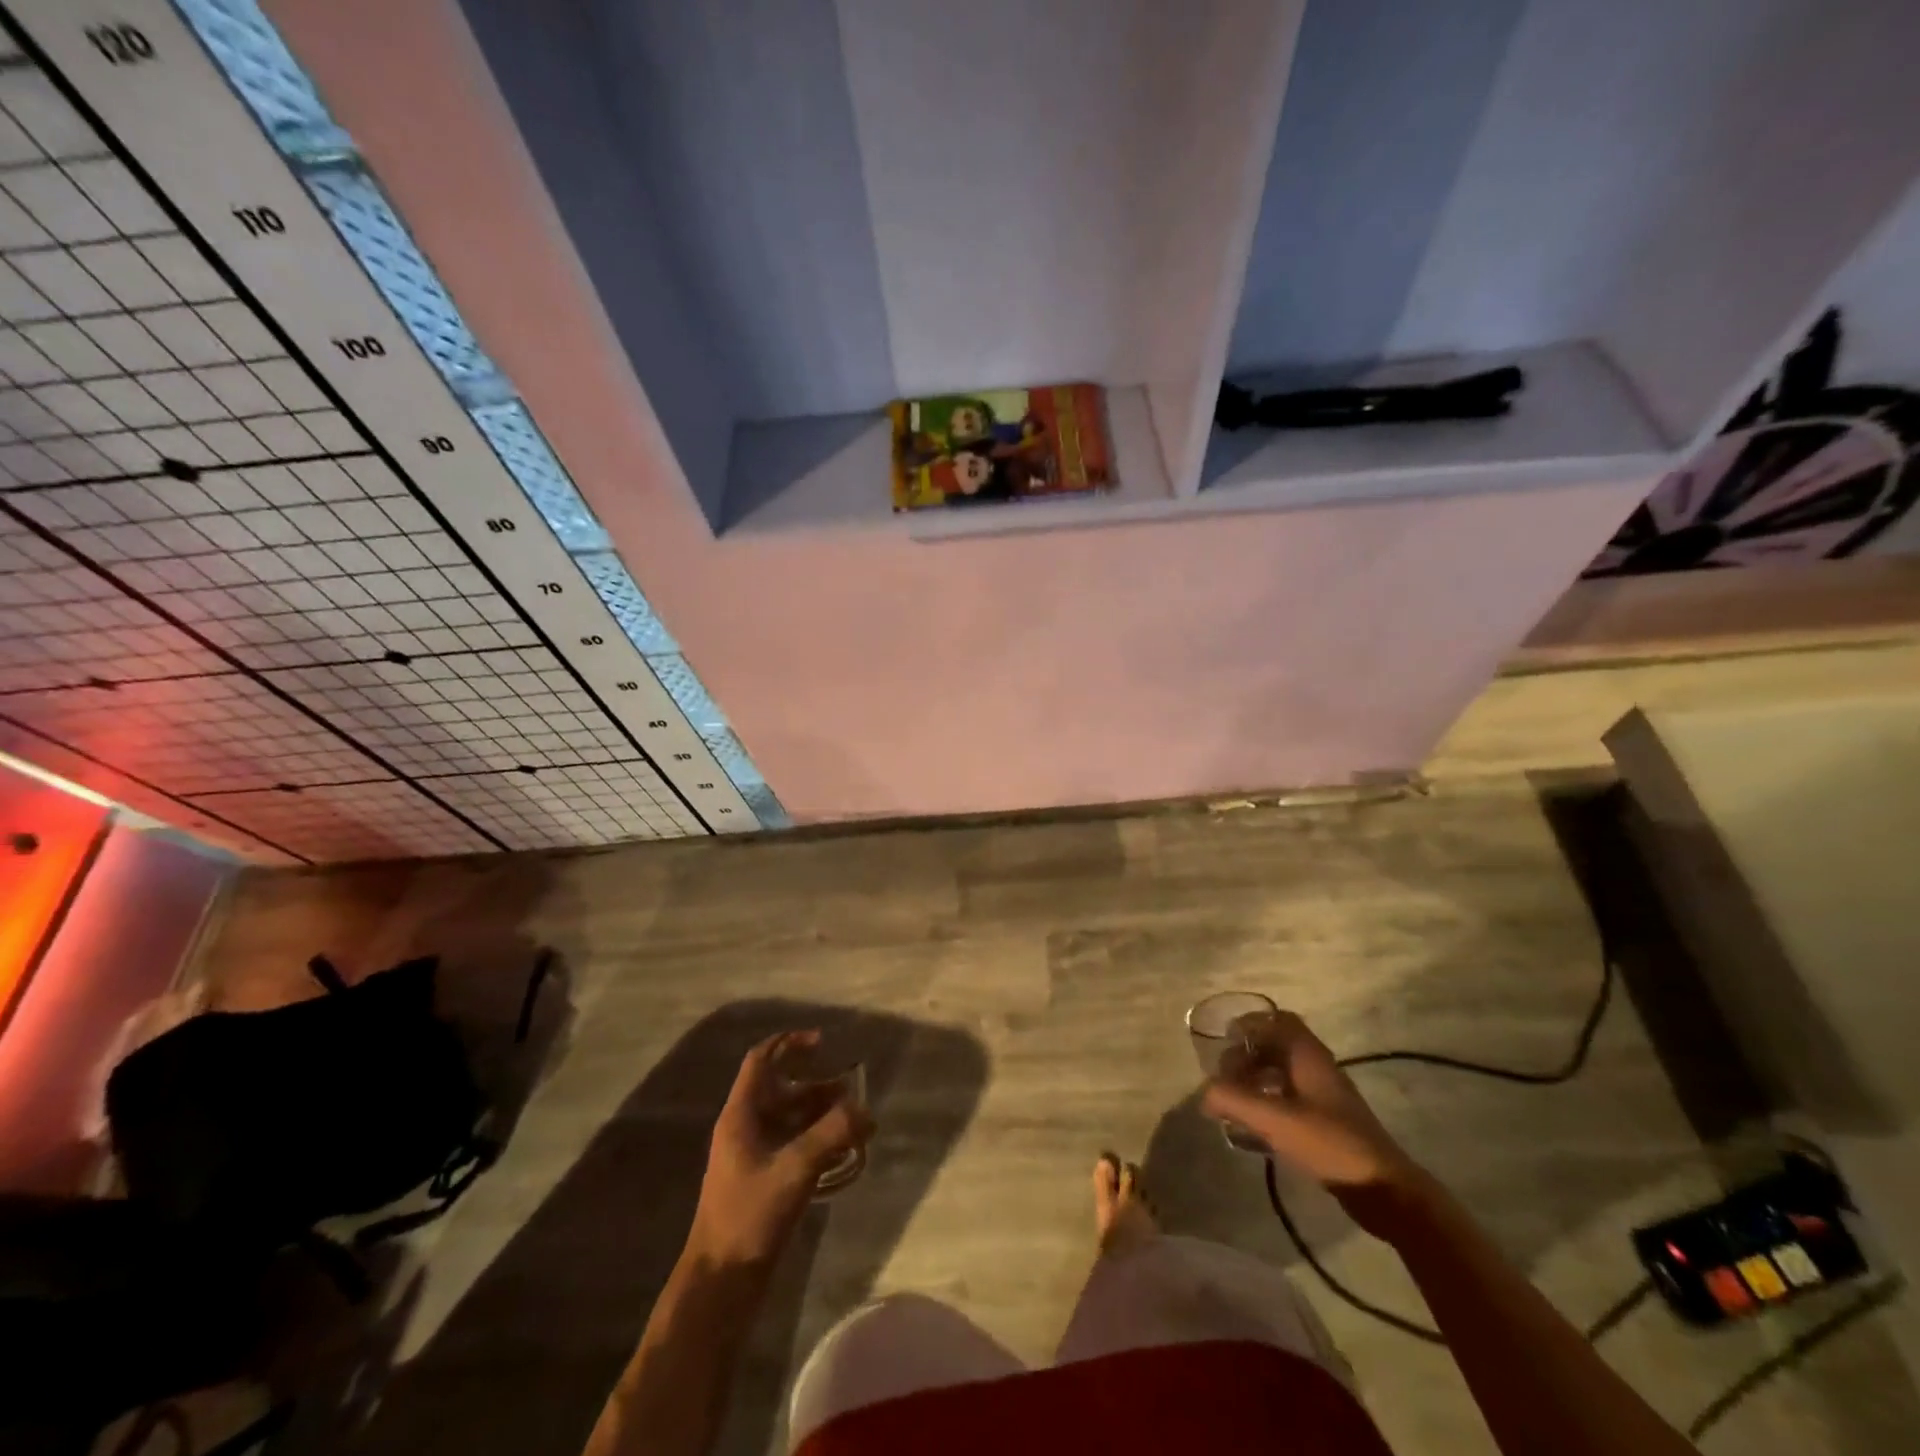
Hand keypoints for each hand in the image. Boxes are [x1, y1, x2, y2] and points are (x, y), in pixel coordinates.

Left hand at [688, 1032, 872, 1269]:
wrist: (720, 1284)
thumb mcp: (794, 1170)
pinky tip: (843, 1153)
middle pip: (782, 1091)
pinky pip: (793, 1145)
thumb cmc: (749, 1217)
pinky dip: (817, 1141)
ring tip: (856, 1122)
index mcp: (741, 1115)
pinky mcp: (762, 1181)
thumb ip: (831, 1134)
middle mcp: (745, 1128)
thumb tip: (865, 1110)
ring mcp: (752, 1156)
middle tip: (853, 1093)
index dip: (789, 1044)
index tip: (822, 1043)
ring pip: (790, 1120)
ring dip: (821, 1115)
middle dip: (818, 1086)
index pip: (761, 1061)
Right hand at [1201, 1010, 1426, 1234]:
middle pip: (1277, 1044)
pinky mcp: (1329, 1121)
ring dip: (1256, 1078)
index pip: (1278, 1020)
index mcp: (1308, 1055)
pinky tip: (1257, 1124)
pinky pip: (1291, 1096)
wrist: (1384, 1190)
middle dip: (1247, 1055)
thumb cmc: (1329, 1143)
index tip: (1224, 1040)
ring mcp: (1326, 1095)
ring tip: (1235, 1100)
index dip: (1249, 1024)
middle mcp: (1318, 1067)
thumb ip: (1233, 1100)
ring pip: (1284, 1071)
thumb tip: (1204, 1094)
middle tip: (1225, 1077)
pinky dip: (1270, 1100)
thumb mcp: (1274, 1120)